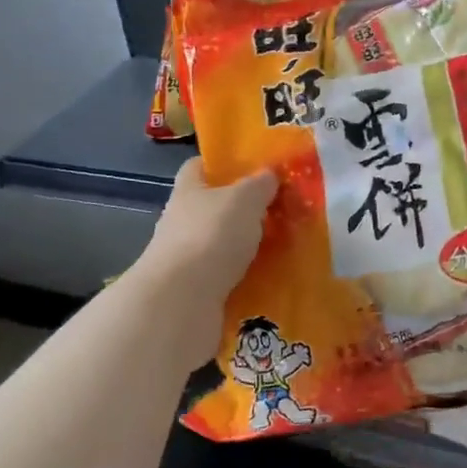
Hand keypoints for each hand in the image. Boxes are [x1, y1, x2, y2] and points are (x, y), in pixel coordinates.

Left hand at [137, 158, 276, 370]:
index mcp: (188, 190)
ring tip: (285, 247)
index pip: (198, 166)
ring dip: (248, 247)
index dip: (222, 164)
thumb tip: (269, 175)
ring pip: (223, 245)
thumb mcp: (245, 198)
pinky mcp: (196, 292)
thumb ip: (260, 184)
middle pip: (214, 208)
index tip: (252, 168)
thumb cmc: (211, 236)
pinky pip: (228, 278)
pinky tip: (273, 278)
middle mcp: (183, 222)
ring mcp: (187, 259)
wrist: (180, 303)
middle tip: (281, 211)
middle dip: (244, 210)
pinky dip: (247, 278)